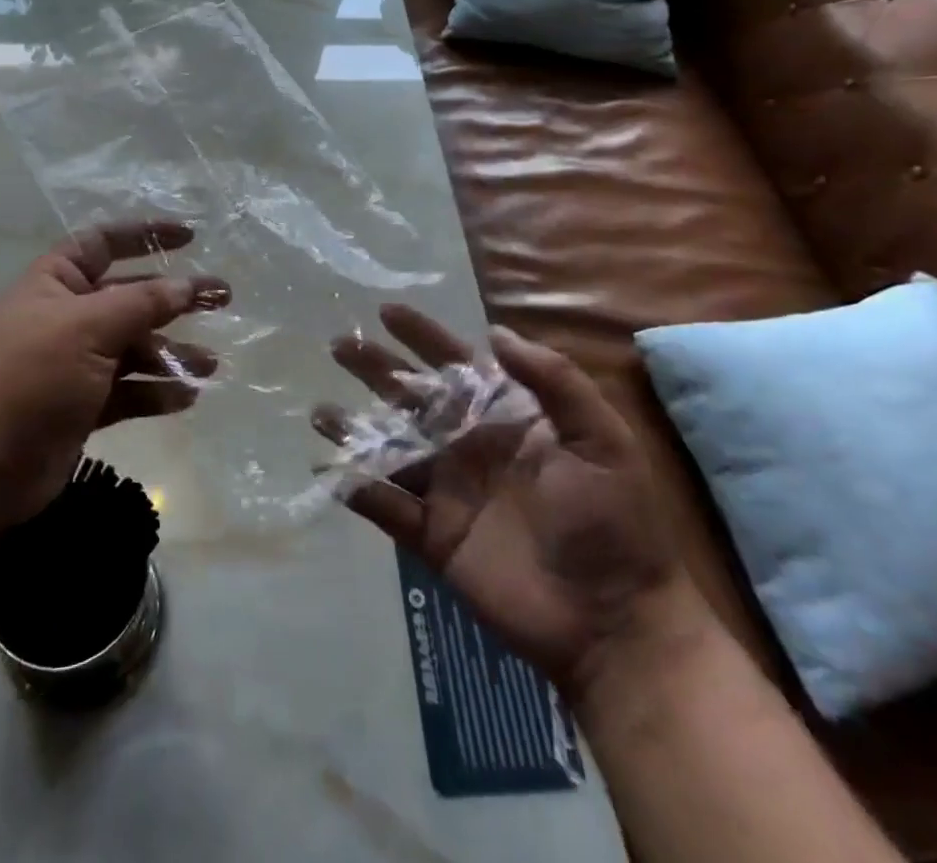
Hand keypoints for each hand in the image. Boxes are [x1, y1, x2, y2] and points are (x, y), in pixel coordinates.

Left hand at [0, 221, 228, 538]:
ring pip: (133, 349)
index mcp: (54, 283)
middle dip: (173, 299)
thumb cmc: (28, 378)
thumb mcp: (87, 328)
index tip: (190, 237)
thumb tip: (187, 284)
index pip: (103, 243)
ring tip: (211, 365)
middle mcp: (65, 318)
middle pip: (129, 297)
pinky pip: (128, 391)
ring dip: (171, 354)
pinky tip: (187, 397)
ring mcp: (73, 364)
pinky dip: (155, 392)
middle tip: (221, 300)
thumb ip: (142, 303)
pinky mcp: (81, 407)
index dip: (145, 235)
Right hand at [314, 306, 700, 694]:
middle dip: (376, 370)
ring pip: (391, 449)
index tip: (387, 310)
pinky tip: (325, 470)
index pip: (456, 365)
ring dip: (354, 429)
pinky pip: (387, 507)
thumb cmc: (613, 523)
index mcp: (506, 418)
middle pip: (413, 399)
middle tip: (339, 345)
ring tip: (319, 410)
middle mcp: (469, 446)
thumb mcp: (601, 440)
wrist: (616, 625)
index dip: (423, 336)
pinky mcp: (434, 537)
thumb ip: (554, 380)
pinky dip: (357, 489)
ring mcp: (448, 491)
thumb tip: (494, 332)